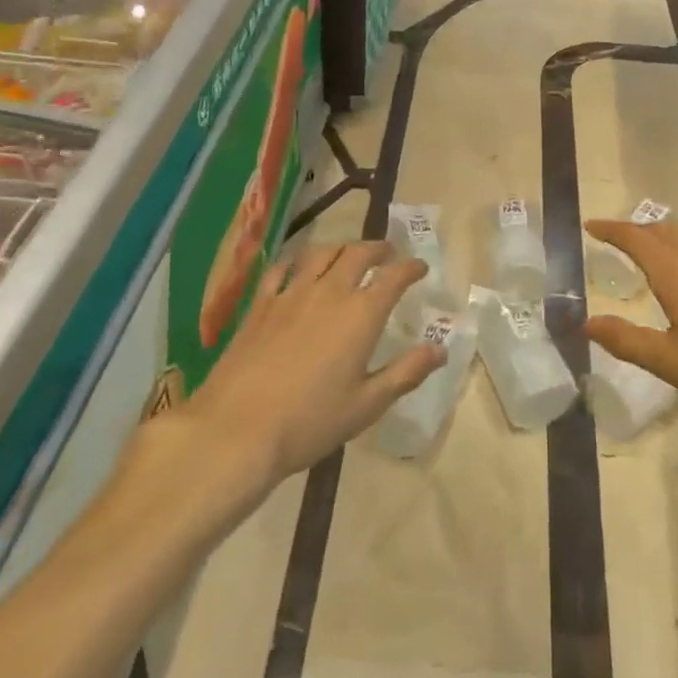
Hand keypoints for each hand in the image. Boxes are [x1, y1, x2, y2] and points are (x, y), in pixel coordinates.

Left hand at [181, 241, 443, 482]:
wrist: (237, 429)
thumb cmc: (310, 422)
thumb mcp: (367, 405)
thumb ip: (405, 373)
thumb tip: (439, 349)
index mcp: (361, 315)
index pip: (393, 277)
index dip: (410, 268)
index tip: (419, 267)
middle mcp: (329, 293)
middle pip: (357, 254)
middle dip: (377, 248)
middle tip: (387, 252)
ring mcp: (290, 295)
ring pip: (320, 254)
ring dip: (340, 248)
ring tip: (347, 253)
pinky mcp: (260, 305)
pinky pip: (280, 269)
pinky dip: (296, 261)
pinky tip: (297, 267)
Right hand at [583, 220, 677, 477]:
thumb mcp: (670, 363)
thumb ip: (626, 340)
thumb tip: (587, 323)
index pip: (637, 238)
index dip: (611, 229)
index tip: (590, 226)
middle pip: (664, 231)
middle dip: (637, 230)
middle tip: (616, 240)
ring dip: (664, 239)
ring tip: (650, 255)